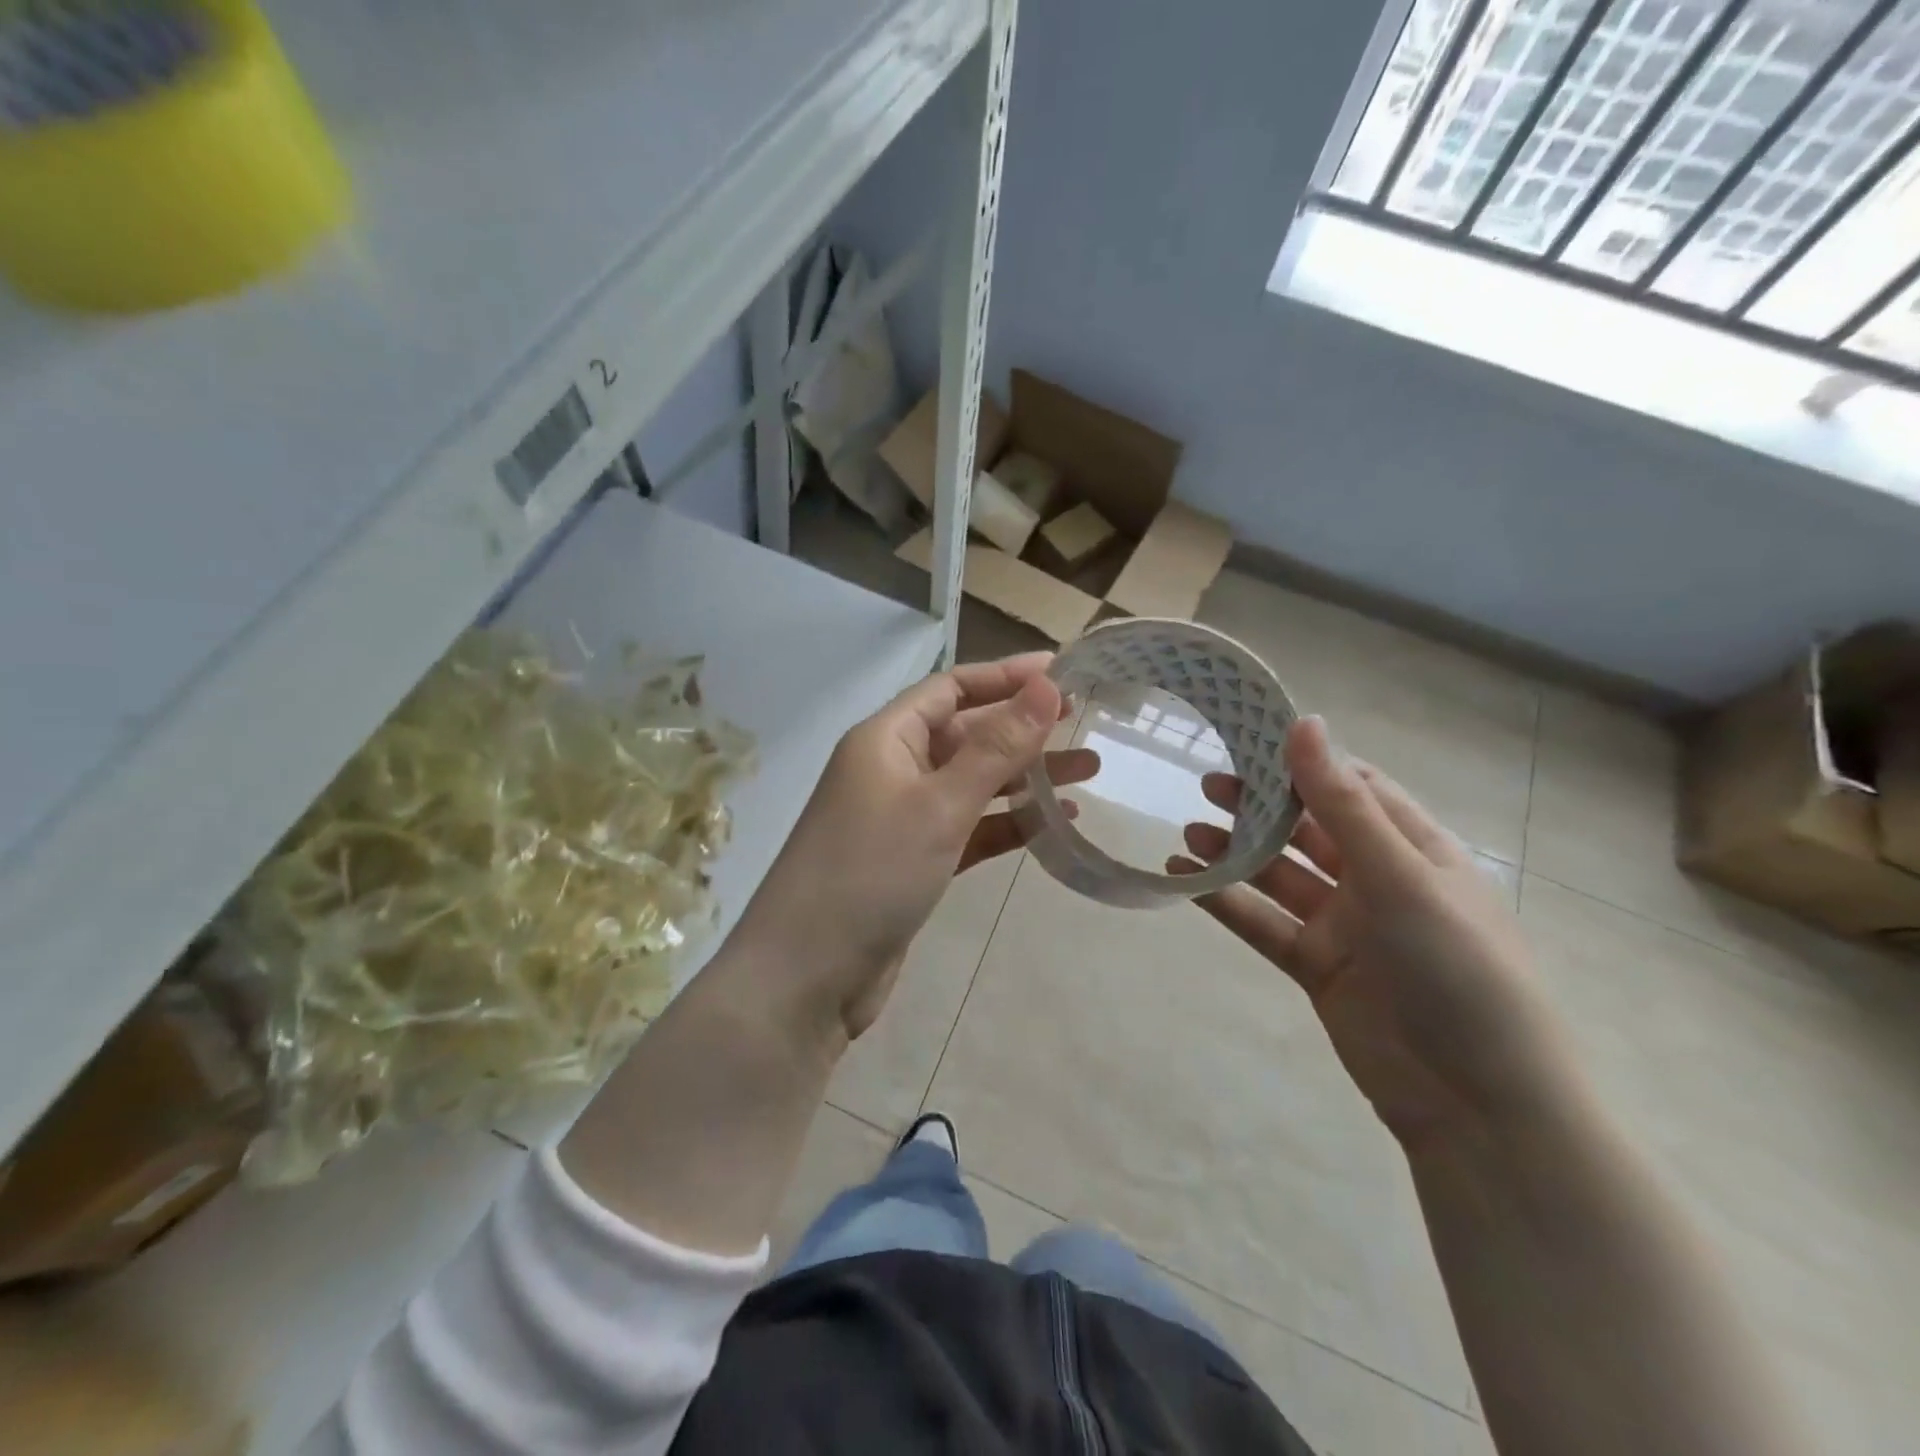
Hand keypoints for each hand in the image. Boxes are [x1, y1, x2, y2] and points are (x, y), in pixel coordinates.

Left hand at [736, 653, 1096, 1042]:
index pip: (950, 688)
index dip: (1005, 676)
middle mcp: (893, 769)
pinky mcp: (915, 862)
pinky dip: (1008, 824)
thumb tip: (1045, 684)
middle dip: (1024, 729)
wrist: (807, 977)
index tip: (1061, 672)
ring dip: (1025, 777)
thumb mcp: (940, 804)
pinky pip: (970, 828)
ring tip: (1089, 771)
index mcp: (886, 739)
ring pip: (973, 783)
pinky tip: (1055, 824)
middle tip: (1085, 724)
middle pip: (966, 733)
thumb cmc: (870, 873)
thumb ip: (996, 747)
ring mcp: (903, 818)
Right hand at [1171, 716, 1577, 1153]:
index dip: (1305, 761)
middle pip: (1309, 828)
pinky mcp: (1315, 966)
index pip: (1354, 787)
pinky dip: (1225, 900)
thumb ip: (1343, 805)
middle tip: (1206, 784)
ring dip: (1236, 852)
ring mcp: (1345, 925)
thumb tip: (1306, 723)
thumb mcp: (1401, 877)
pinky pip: (1262, 922)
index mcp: (1416, 849)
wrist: (1477, 1106)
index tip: (1251, 737)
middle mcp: (1378, 880)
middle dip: (1261, 805)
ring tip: (1188, 833)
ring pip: (1278, 875)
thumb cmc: (1457, 971)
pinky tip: (1184, 880)